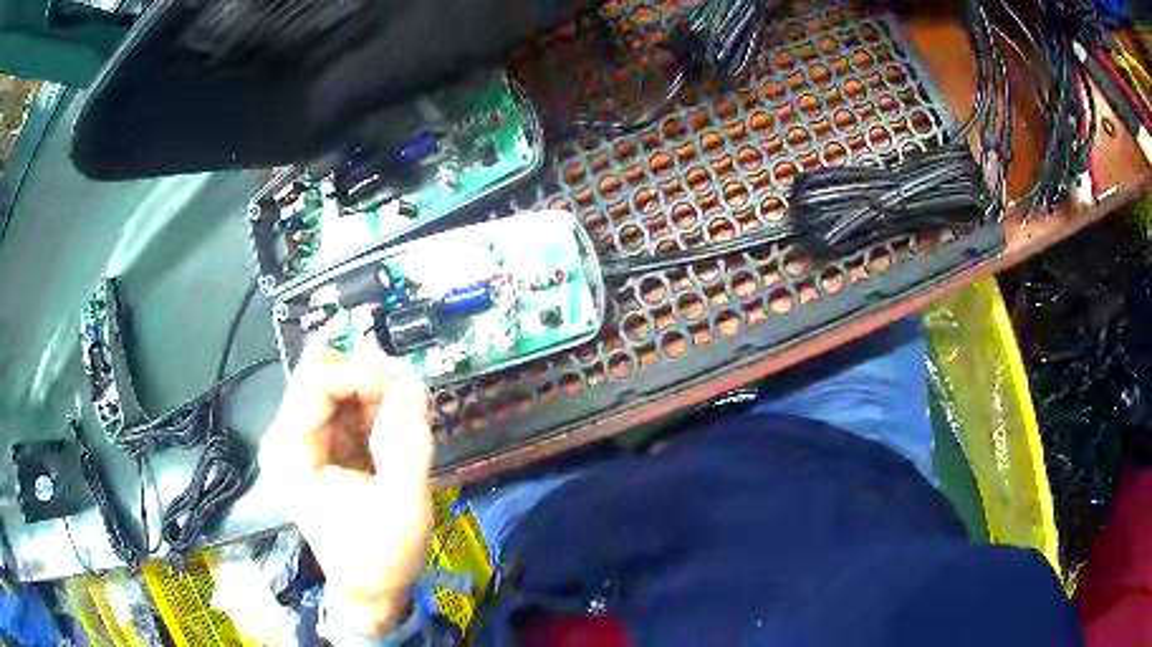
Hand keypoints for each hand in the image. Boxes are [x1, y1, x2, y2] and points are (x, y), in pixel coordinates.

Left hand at [260, 346, 433, 635]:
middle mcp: (286, 437)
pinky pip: (343, 408)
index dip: (363, 375)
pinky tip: (390, 438)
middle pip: (323, 376)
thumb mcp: (402, 501)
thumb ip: (406, 439)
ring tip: (402, 427)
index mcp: (291, 450)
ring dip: (373, 398)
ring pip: (336, 387)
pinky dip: (371, 413)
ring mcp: (300, 440)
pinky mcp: (317, 447)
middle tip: (407, 406)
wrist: (369, 590)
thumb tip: (412, 382)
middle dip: (369, 384)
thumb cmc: (380, 555)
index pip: (318, 379)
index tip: (403, 394)